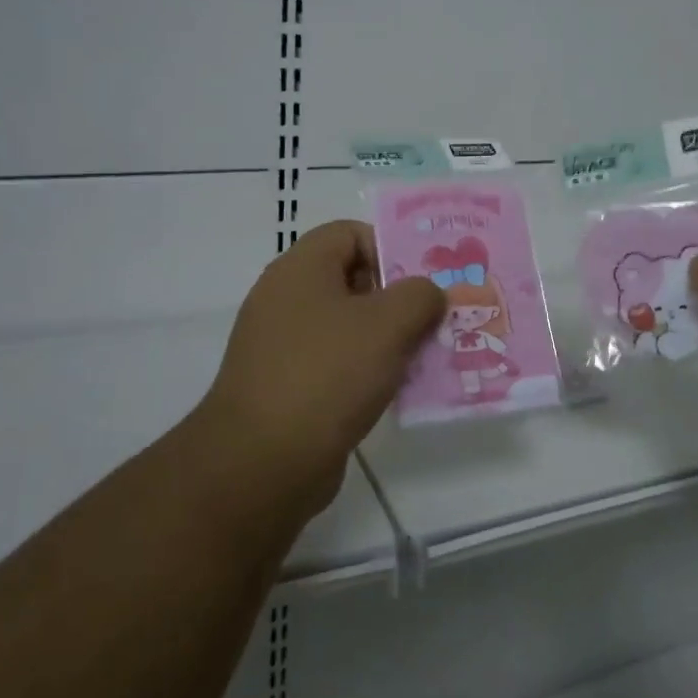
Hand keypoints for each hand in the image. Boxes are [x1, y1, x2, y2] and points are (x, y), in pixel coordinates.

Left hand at [201, 221, 443, 519]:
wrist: (262, 463)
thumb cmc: (327, 374)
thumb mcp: (388, 324)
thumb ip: (420, 295)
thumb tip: (428, 294)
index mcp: (301, 269)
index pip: (350, 233)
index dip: (390, 248)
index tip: (423, 281)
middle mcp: (286, 300)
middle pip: (352, 280)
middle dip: (399, 298)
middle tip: (435, 319)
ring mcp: (283, 346)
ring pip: (348, 326)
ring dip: (389, 339)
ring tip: (426, 357)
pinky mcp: (287, 387)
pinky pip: (337, 364)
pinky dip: (368, 371)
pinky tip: (397, 391)